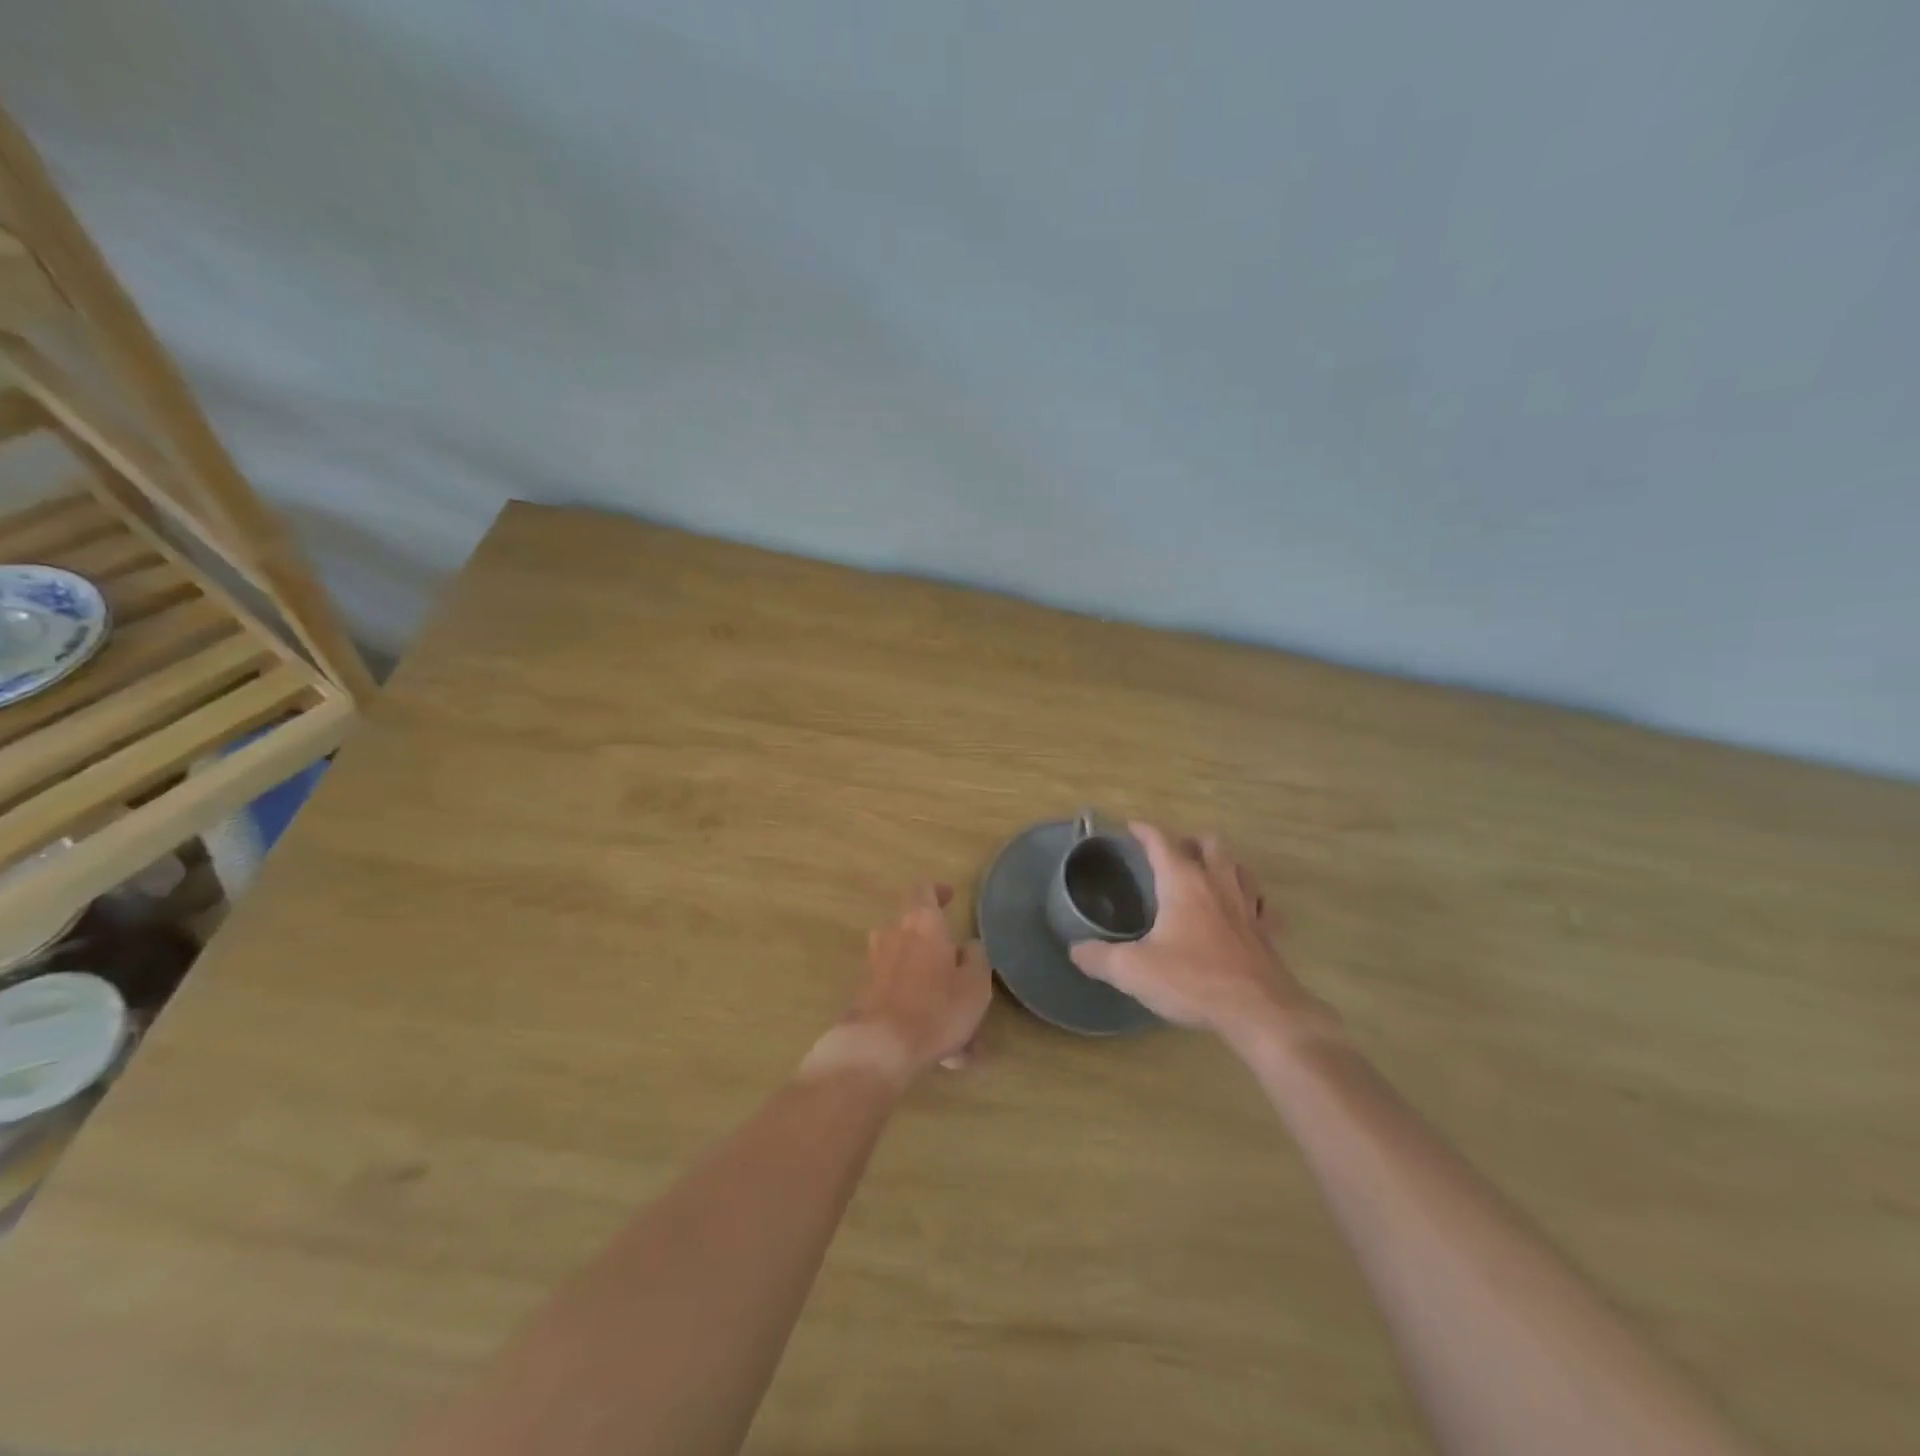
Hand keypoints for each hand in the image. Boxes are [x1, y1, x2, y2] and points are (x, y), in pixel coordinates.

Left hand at [840, 883, 992, 1077]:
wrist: (878, 1047)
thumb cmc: (935, 1008)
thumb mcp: (974, 984)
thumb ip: (976, 958)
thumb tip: (967, 947)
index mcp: (922, 922)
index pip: (923, 889)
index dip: (937, 890)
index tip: (950, 896)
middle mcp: (893, 935)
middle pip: (915, 931)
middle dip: (939, 950)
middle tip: (961, 971)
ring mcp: (875, 965)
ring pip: (911, 970)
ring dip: (932, 989)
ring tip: (961, 1030)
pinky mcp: (866, 995)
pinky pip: (902, 998)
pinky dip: (922, 1015)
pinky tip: (944, 1053)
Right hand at [1070, 823, 1336, 1044]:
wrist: (1258, 1012)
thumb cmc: (1192, 980)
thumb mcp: (1133, 971)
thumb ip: (1099, 957)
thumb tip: (1075, 949)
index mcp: (1183, 883)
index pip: (1161, 842)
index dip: (1144, 831)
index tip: (1131, 827)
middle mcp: (1217, 884)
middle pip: (1209, 844)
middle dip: (1190, 841)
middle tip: (1173, 855)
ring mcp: (1248, 907)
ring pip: (1239, 868)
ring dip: (1223, 864)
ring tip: (1207, 875)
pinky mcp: (1267, 933)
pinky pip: (1262, 905)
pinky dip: (1250, 901)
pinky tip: (1242, 913)